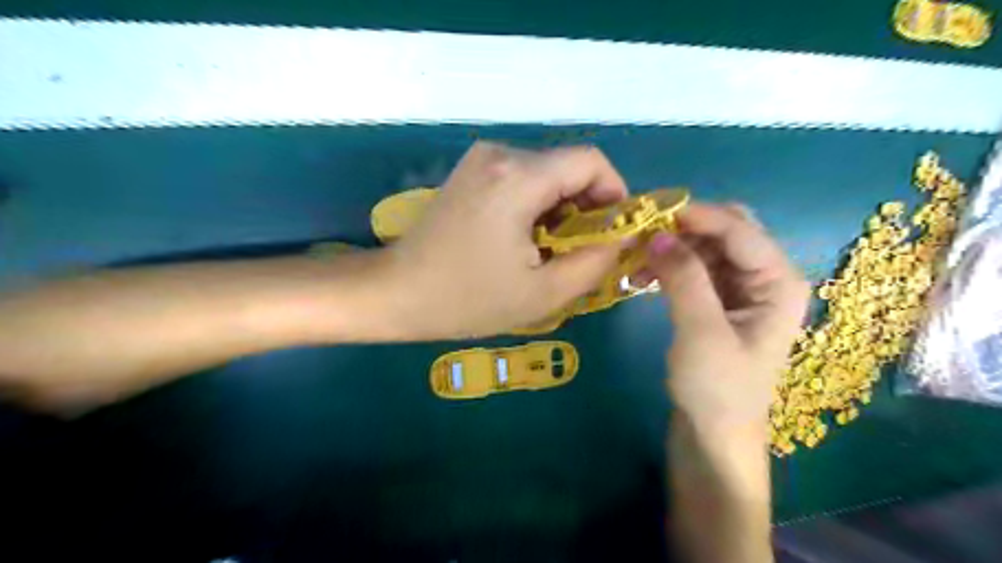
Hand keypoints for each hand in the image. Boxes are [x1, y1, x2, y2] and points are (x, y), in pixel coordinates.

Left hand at [386, 143, 628, 337]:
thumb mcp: (543, 292)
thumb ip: (595, 261)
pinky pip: (522, 177)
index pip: (591, 161)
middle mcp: (500, 154)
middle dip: (587, 206)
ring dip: (561, 207)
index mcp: (518, 178)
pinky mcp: (471, 170)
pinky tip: (525, 237)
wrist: (398, 292)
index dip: (614, 193)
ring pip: (546, 172)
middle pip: (568, 166)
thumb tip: (624, 235)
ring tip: (550, 249)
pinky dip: (537, 203)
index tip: (612, 231)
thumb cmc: (468, 299)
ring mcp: (481, 159)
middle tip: (582, 250)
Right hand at [645, 205, 807, 440]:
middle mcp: (765, 277)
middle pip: (726, 231)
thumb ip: (684, 278)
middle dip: (685, 228)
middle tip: (642, 233)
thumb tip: (656, 234)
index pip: (740, 229)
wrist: (713, 434)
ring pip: (706, 247)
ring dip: (672, 247)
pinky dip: (669, 266)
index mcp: (779, 282)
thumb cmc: (717, 389)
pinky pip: (694, 268)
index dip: (697, 216)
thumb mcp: (701, 332)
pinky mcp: (717, 301)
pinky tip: (642, 276)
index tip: (652, 212)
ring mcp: (741, 289)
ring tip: (635, 258)